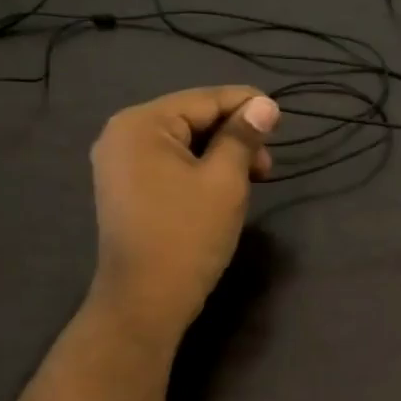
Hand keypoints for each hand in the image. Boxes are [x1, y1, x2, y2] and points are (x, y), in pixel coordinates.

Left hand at [88, 86, 279, 343]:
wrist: (146, 301)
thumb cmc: (188, 235)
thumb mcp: (225, 181)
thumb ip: (243, 137)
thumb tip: (265, 105)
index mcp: (141, 124)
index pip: (204, 100)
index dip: (246, 105)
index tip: (281, 118)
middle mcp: (122, 134)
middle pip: (192, 118)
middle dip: (234, 135)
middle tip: (268, 164)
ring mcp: (119, 163)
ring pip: (183, 143)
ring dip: (221, 154)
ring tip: (253, 178)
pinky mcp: (125, 188)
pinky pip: (169, 163)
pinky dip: (199, 169)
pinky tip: (224, 187)